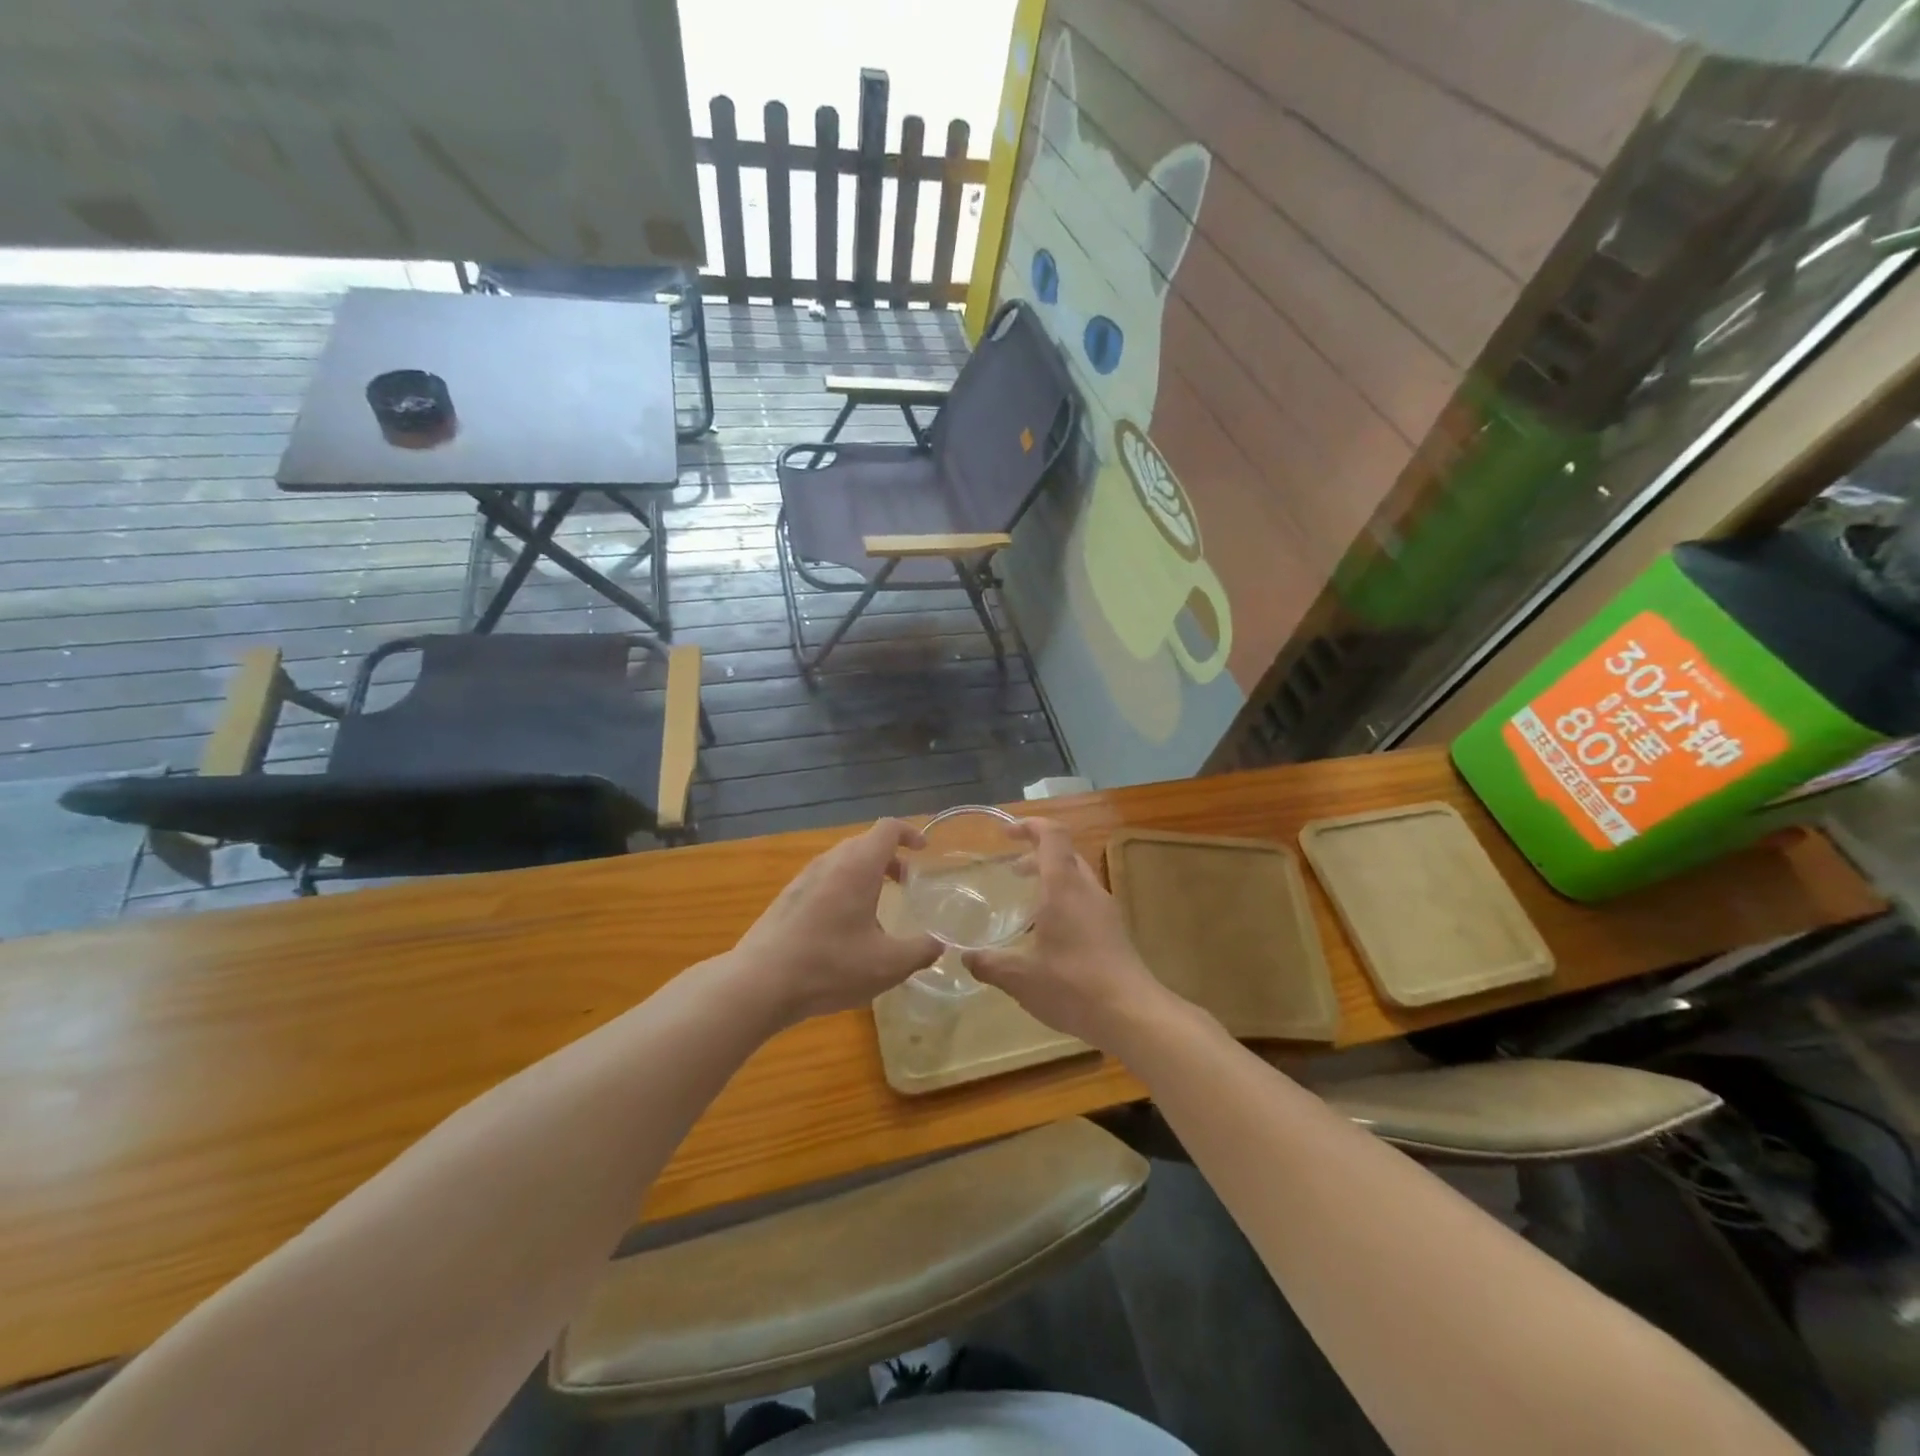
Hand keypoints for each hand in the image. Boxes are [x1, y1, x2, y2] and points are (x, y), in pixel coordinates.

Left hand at [734, 818, 941, 1025]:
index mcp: (857, 867)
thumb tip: (938, 943)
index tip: (924, 850)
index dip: (909, 833)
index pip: (887, 829)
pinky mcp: (787, 899)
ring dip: (865, 874)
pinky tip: (844, 929)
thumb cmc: (829, 966)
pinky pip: (824, 880)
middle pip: (864, 843)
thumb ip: (921, 950)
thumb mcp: (888, 965)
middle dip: (889, 857)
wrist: (758, 983)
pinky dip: (843, 889)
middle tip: (905, 884)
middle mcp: (830, 863)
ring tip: (877, 909)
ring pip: (842, 862)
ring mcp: (804, 879)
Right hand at [962, 818, 1175, 1051]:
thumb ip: (989, 964)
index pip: (1052, 835)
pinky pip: (1086, 902)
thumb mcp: (1020, 978)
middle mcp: (1087, 890)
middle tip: (1012, 871)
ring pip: (1077, 879)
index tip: (1006, 833)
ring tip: (1027, 904)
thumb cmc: (1073, 985)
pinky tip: (1050, 935)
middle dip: (1037, 855)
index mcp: (1064, 887)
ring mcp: (1106, 911)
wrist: (1133, 1015)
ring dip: (1051, 880)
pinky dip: (1064, 902)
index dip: (1030, 826)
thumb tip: (965, 957)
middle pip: (1064, 855)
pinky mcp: (1115, 932)